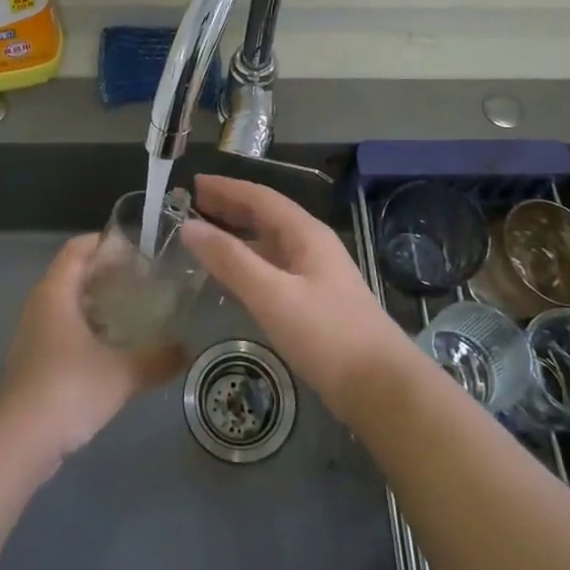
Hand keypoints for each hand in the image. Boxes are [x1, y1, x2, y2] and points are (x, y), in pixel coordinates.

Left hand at [0, 234, 185, 466]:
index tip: (138, 250)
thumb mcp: (121, 373)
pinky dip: (89, 330)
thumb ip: (157, 359)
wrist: (18, 443)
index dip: (105, 243)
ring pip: (69, 305)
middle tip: (145, 280)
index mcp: (55, 292)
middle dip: (108, 274)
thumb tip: (187, 349)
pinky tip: (115, 348)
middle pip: (74, 274)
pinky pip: (65, 331)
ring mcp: (34, 335)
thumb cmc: (67, 390)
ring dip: (99, 304)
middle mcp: (40, 306)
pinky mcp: (35, 363)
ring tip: (136, 311)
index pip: (78, 249)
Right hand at [180, 175, 417, 426]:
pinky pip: (272, 269)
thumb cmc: (327, 335)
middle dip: (229, 207)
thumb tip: (188, 227)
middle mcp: (311, 246)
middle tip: (192, 205)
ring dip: (237, 236)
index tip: (193, 182)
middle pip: (265, 216)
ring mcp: (315, 275)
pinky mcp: (314, 302)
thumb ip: (230, 260)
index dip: (226, 187)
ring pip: (269, 244)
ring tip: (203, 237)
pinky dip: (247, 264)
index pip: (260, 197)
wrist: (381, 387)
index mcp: (306, 233)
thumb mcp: (273, 295)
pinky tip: (231, 278)